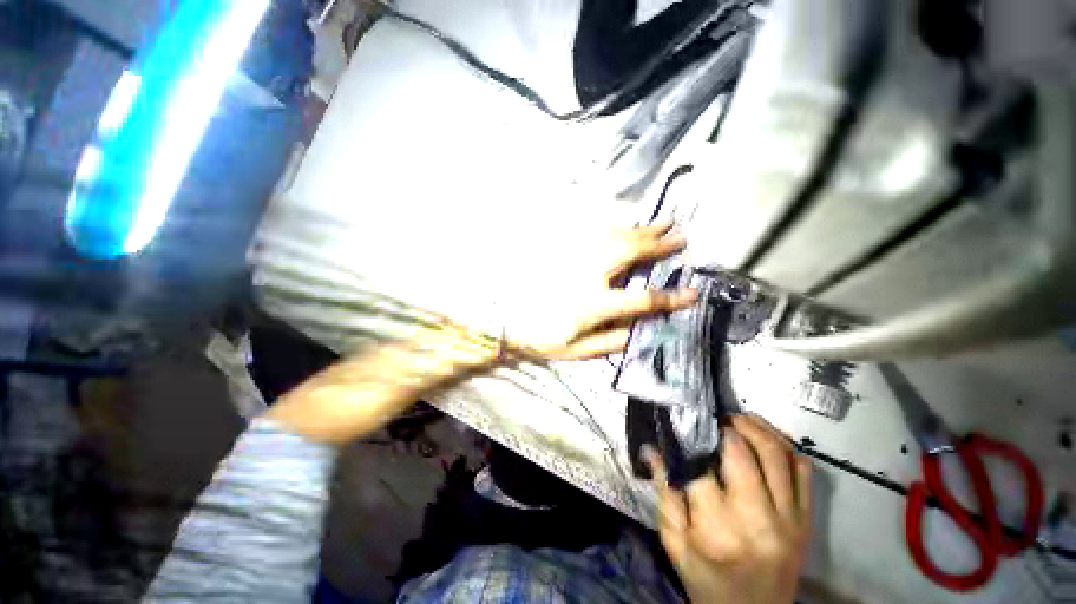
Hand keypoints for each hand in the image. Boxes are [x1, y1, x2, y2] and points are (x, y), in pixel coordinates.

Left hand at [503, 224, 696, 359]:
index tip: (693, 293)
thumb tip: (640, 332)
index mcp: (593, 304)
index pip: (640, 299)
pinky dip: (616, 226)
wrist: (505, 317)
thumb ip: (610, 342)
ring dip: (641, 230)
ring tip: (662, 222)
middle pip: (630, 253)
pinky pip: (595, 231)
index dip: (669, 298)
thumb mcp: (576, 350)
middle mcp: (588, 274)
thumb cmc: (541, 336)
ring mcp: (574, 257)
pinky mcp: (564, 248)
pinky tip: (626, 224)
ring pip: (615, 236)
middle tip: (681, 236)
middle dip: (658, 244)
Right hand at [644, 414, 812, 603]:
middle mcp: (758, 520)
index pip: (700, 467)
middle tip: (710, 418)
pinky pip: (804, 470)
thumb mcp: (675, 543)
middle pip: (743, 453)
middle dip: (724, 426)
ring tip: (735, 418)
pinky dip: (784, 446)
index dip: (690, 439)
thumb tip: (653, 449)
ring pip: (778, 453)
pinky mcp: (806, 520)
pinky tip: (764, 438)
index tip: (683, 421)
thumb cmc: (706, 581)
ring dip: (755, 427)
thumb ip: (664, 493)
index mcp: (718, 530)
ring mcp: (789, 520)